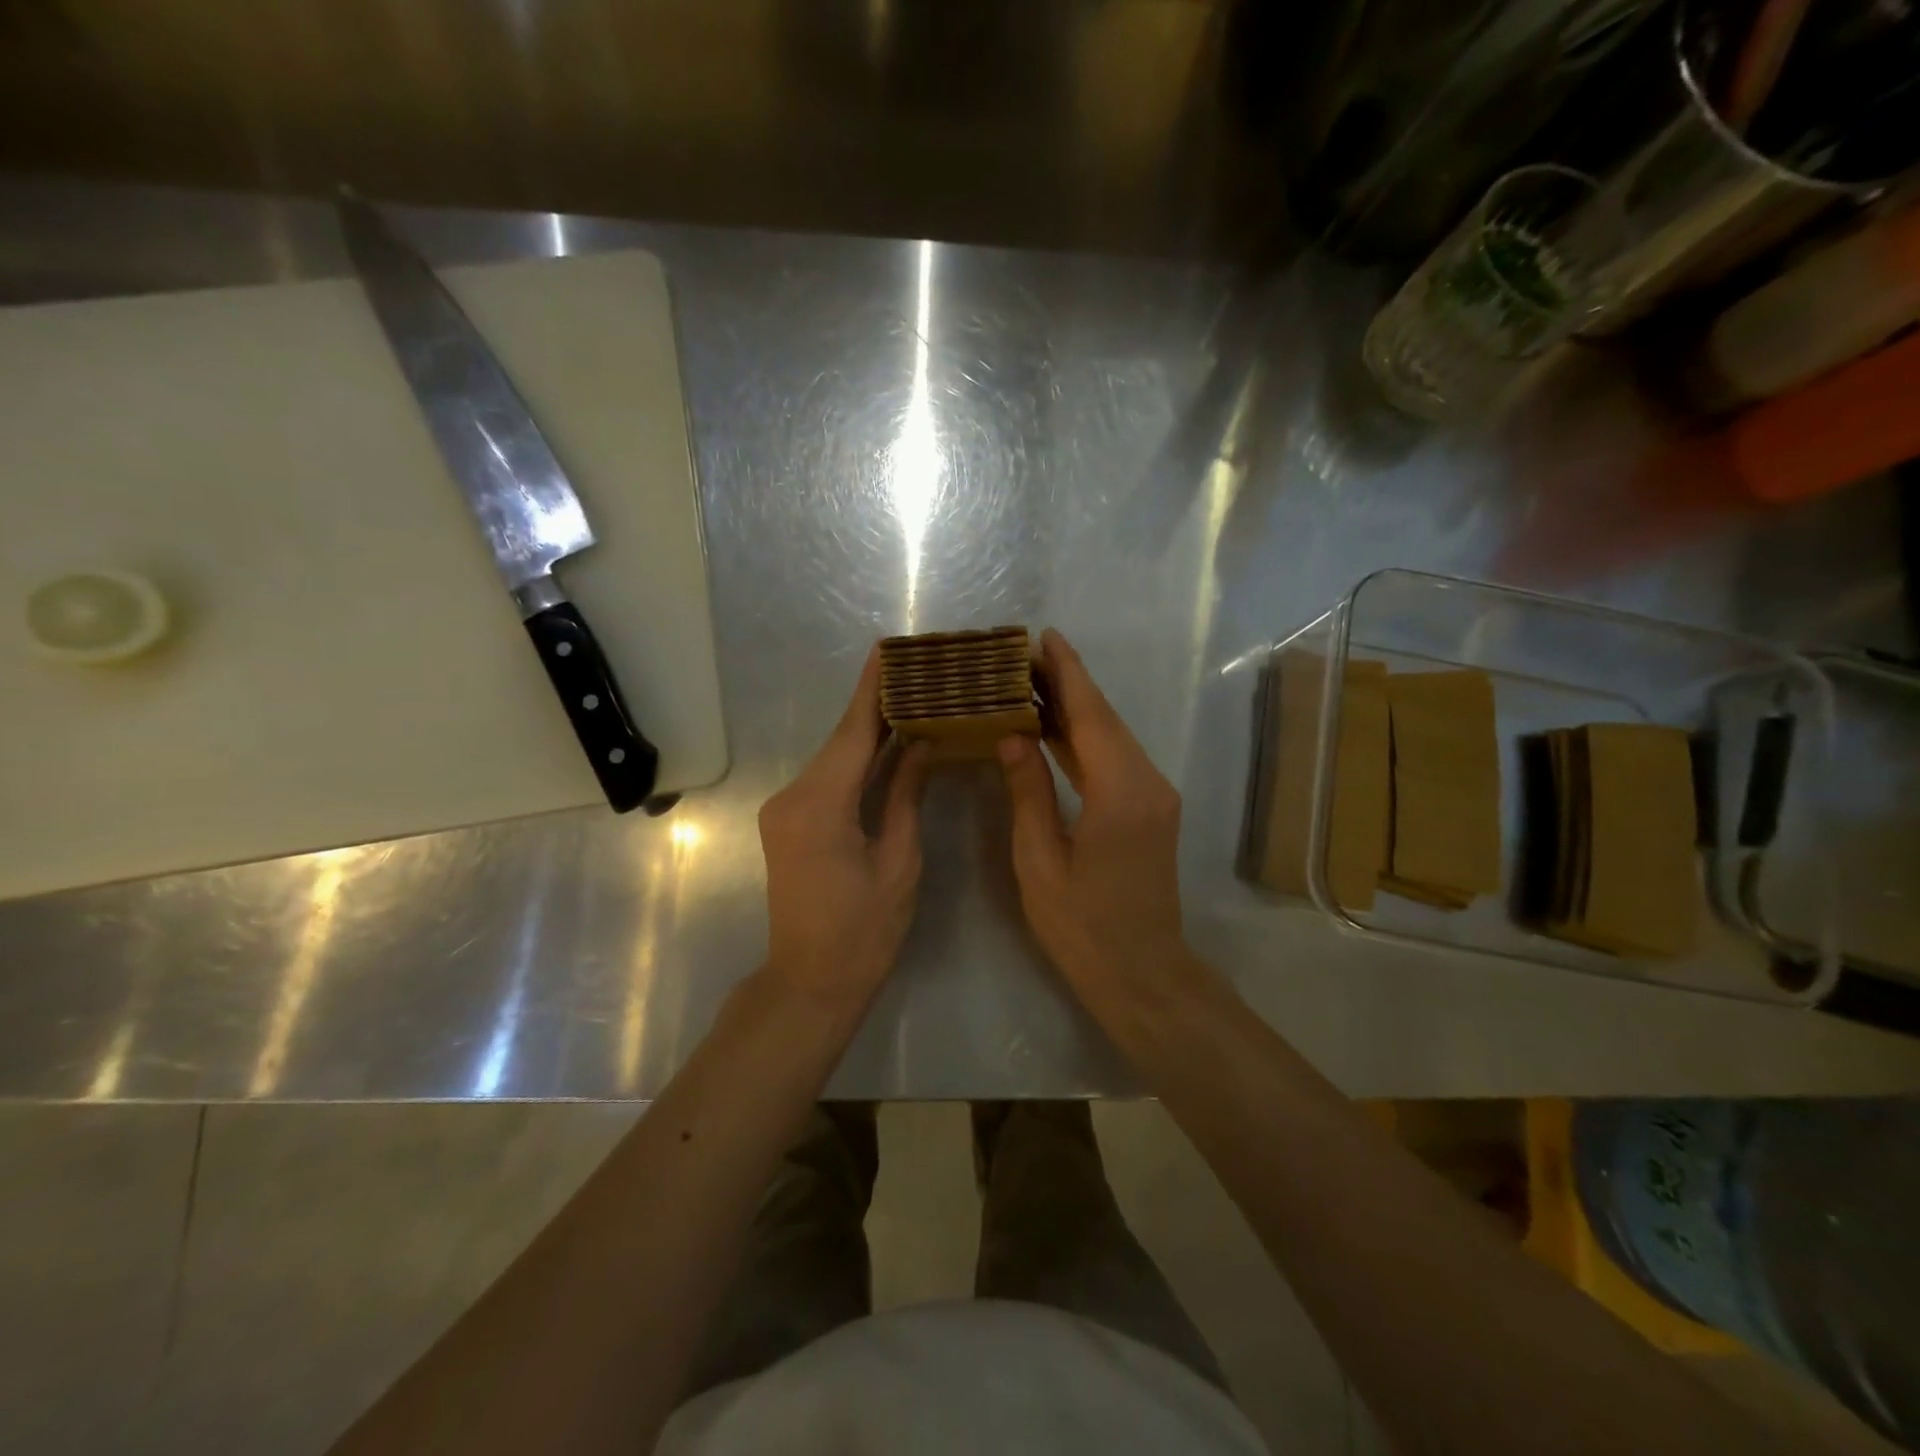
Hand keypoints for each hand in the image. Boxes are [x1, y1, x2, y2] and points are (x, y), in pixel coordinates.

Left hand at [758, 647, 931, 1006]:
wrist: (810, 982)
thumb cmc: (865, 931)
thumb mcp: (899, 860)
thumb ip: (906, 795)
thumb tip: (922, 744)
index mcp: (820, 805)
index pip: (852, 733)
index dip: (871, 690)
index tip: (887, 649)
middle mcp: (791, 797)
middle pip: (841, 741)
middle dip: (877, 706)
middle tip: (917, 671)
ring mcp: (783, 809)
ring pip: (834, 759)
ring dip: (868, 732)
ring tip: (910, 698)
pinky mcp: (787, 822)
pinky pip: (827, 779)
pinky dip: (856, 761)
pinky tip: (885, 744)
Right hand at [997, 629, 1193, 1003]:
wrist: (1142, 972)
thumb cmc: (1082, 926)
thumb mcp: (1039, 861)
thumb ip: (1028, 792)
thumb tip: (1012, 736)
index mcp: (1120, 793)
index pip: (1090, 716)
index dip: (1067, 673)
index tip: (1044, 637)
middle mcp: (1148, 783)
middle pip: (1105, 719)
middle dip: (1068, 683)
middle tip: (1024, 656)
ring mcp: (1155, 796)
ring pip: (1112, 737)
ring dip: (1076, 709)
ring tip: (1032, 683)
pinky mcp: (1152, 809)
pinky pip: (1116, 760)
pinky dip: (1086, 739)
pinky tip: (1055, 730)